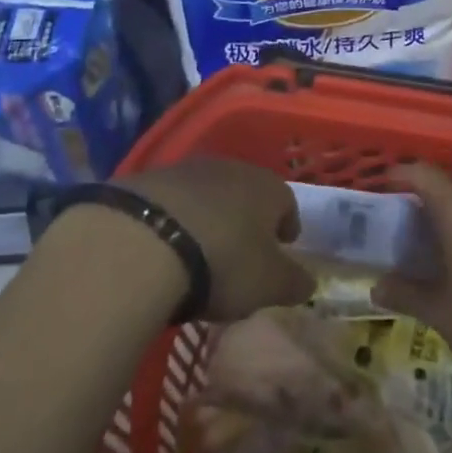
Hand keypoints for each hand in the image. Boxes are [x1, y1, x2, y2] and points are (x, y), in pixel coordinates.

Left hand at [118, 158, 315, 321]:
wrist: (141, 242)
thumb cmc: (222, 262)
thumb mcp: (268, 284)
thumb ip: (293, 283)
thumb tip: (309, 282)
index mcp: (267, 188)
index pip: (287, 202)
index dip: (286, 226)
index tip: (282, 248)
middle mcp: (230, 168)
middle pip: (245, 193)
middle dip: (245, 219)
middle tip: (240, 252)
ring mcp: (185, 170)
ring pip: (206, 194)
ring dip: (207, 217)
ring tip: (198, 252)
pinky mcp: (146, 181)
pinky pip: (170, 202)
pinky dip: (173, 220)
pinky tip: (163, 247)